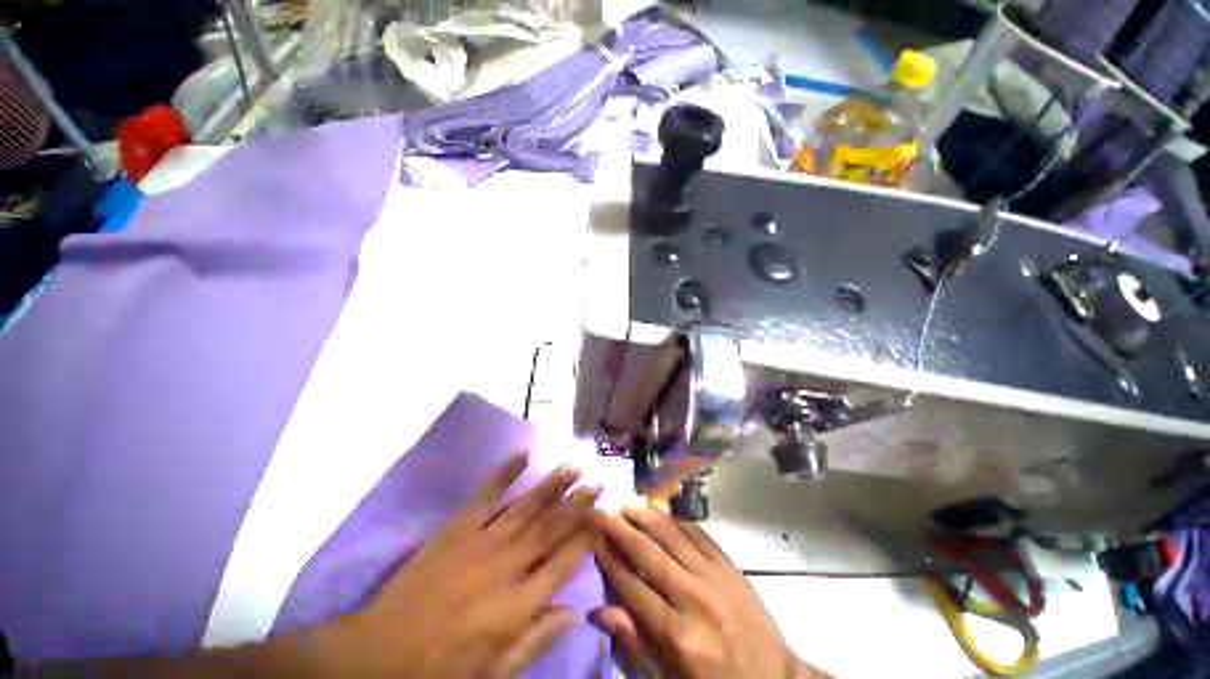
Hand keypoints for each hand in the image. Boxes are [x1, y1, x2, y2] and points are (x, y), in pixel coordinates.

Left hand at [310, 454, 600, 678]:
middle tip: (597, 482)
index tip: (602, 518)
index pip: (565, 562)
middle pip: (551, 528)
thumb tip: (573, 612)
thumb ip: (536, 640)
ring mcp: (481, 542)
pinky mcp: (456, 529)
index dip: (587, 537)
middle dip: (577, 503)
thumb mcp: (495, 673)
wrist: (379, 655)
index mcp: (518, 605)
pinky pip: (485, 495)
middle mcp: (507, 566)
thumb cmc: (441, 670)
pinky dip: (504, 473)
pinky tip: (522, 455)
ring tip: (572, 466)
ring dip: (552, 485)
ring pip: (526, 507)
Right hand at [591, 506, 829, 678]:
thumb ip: (636, 644)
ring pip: (674, 538)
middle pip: (651, 556)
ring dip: (648, 518)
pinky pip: (701, 536)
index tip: (595, 540)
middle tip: (605, 513)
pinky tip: (664, 510)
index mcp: (677, 635)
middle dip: (623, 532)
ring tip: (629, 505)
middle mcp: (694, 599)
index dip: (611, 562)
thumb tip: (600, 610)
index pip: (633, 588)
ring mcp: (716, 579)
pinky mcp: (732, 568)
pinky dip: (679, 521)